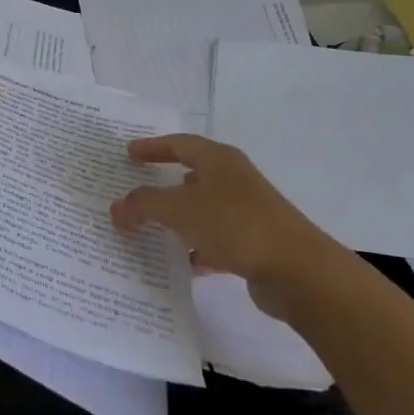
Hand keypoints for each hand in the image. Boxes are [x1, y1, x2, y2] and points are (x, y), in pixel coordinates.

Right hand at [110, 134, 335, 304]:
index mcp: (219, 160)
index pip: (179, 144)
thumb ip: (144, 205)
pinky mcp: (252, 243)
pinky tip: (177, 262)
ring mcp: (245, 212)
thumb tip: (116, 208)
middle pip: (191, 176)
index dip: (152, 147)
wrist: (296, 270)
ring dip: (176, 219)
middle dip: (162, 184)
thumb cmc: (235, 224)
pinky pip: (213, 240)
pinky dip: (194, 248)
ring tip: (146, 229)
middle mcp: (233, 180)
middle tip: (133, 190)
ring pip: (201, 210)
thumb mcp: (180, 209)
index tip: (128, 152)